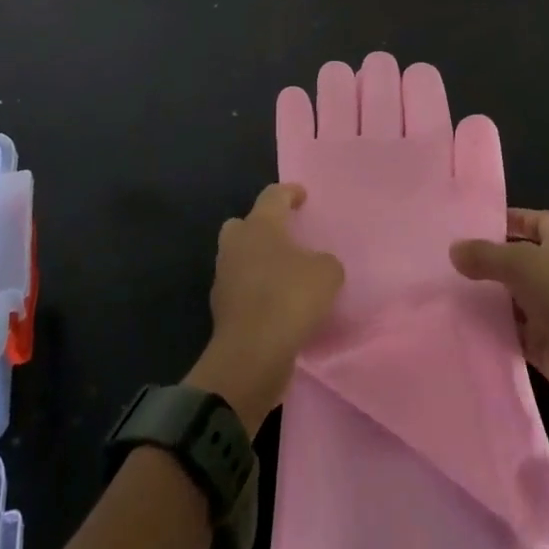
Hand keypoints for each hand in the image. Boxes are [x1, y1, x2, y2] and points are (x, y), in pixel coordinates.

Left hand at [186, 182, 343, 431]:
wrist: (251, 355)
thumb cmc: (289, 299)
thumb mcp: (327, 274)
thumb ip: (325, 262)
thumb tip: (317, 266)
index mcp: (259, 225)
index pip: (273, 195)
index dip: (289, 192)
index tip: (303, 196)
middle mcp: (236, 244)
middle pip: (244, 224)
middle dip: (262, 227)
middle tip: (285, 237)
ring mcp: (224, 277)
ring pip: (240, 257)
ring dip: (258, 262)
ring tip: (285, 274)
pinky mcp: (221, 309)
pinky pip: (241, 289)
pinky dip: (255, 291)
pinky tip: (276, 304)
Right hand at [450, 208, 548, 404]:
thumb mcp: (522, 264)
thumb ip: (485, 255)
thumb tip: (453, 249)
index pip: (527, 219)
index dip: (501, 221)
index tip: (465, 227)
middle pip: (517, 258)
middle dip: (487, 260)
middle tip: (446, 260)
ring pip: (512, 295)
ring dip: (487, 296)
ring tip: (446, 290)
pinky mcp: (546, 341)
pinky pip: (513, 329)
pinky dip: (494, 327)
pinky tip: (462, 323)